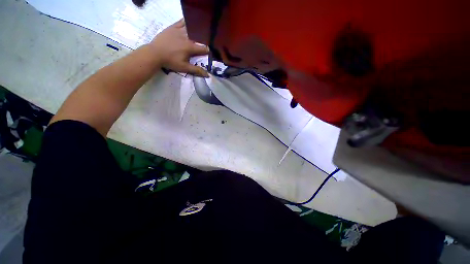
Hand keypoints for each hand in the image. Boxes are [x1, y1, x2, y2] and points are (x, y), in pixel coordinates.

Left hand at [148, 19, 209, 76]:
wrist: (155, 53)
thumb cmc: (171, 61)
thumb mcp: (184, 68)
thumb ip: (197, 70)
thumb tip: (208, 75)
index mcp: (190, 47)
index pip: (204, 48)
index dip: (208, 51)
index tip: (209, 53)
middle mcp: (187, 37)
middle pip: (199, 37)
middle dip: (203, 40)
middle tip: (204, 43)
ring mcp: (179, 30)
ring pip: (191, 28)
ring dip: (196, 31)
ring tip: (199, 33)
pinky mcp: (173, 27)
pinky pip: (181, 21)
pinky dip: (187, 21)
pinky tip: (190, 22)